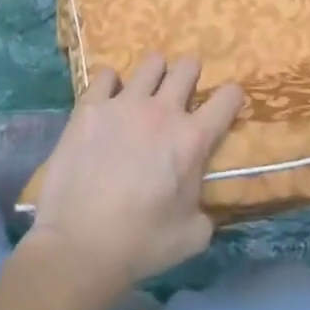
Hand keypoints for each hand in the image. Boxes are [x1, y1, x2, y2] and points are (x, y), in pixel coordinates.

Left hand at [29, 54, 244, 296]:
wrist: (78, 246)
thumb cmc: (140, 244)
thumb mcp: (192, 236)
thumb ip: (205, 209)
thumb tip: (201, 203)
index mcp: (192, 139)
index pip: (228, 98)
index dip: (231, 97)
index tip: (226, 104)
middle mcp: (162, 111)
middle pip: (188, 67)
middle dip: (191, 75)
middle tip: (183, 92)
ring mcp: (123, 104)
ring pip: (150, 64)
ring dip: (155, 74)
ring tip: (147, 90)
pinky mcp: (89, 107)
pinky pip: (105, 76)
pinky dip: (110, 84)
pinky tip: (108, 100)